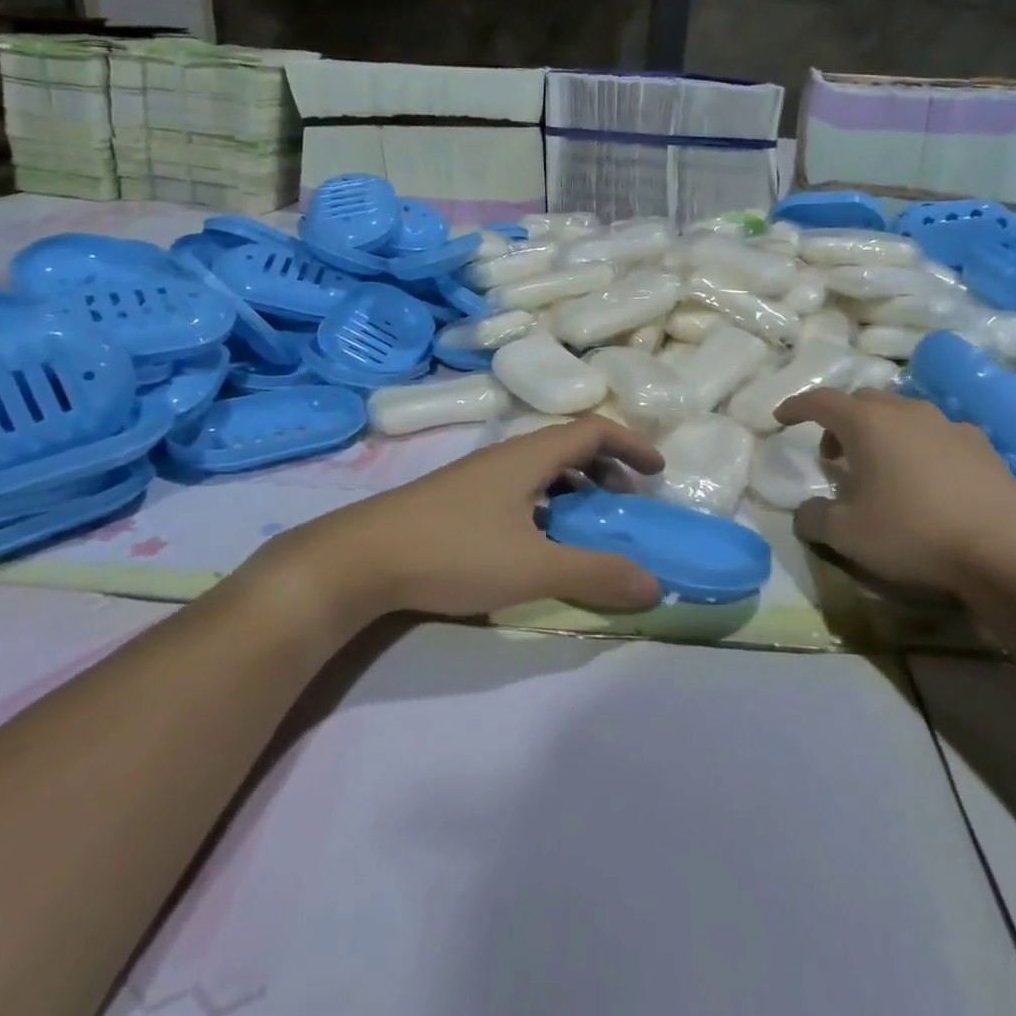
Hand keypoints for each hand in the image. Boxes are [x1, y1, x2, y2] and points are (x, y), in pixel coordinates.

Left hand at [251, 417, 665, 620]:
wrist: (358, 559)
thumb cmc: (452, 551)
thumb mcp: (532, 566)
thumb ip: (594, 574)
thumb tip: (654, 586)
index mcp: (529, 456)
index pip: (593, 429)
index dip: (631, 444)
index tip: (657, 473)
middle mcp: (505, 457)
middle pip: (568, 446)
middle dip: (606, 469)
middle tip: (625, 503)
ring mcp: (477, 478)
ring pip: (541, 471)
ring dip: (575, 489)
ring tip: (587, 526)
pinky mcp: (457, 501)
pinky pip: (519, 490)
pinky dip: (546, 506)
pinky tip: (537, 542)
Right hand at [774, 388, 1015, 597]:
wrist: (1005, 552)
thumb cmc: (913, 534)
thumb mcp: (847, 535)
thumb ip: (814, 518)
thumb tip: (804, 511)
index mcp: (868, 423)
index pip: (821, 401)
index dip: (796, 407)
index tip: (780, 418)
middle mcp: (907, 411)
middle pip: (863, 402)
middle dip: (840, 421)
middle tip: (832, 454)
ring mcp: (949, 424)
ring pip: (902, 414)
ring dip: (881, 432)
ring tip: (879, 467)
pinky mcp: (981, 445)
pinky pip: (936, 434)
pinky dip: (918, 446)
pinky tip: (925, 479)